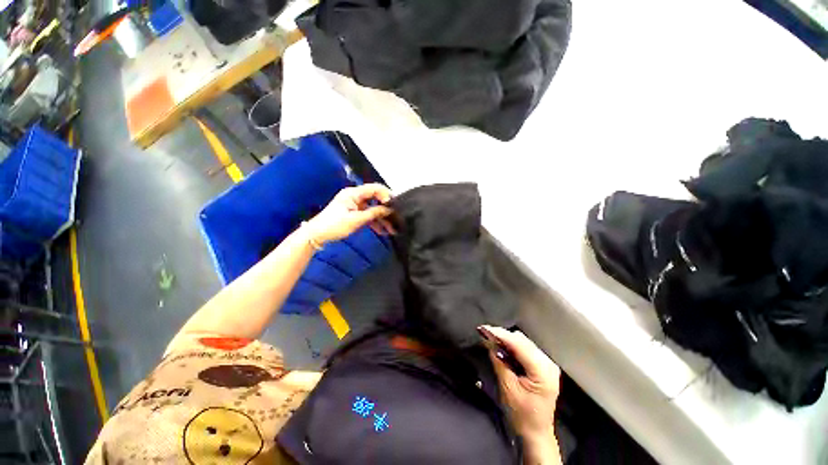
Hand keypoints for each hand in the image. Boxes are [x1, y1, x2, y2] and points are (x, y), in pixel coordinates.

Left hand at [305, 184, 393, 245]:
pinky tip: (383, 231)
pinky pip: (368, 215)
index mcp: (353, 193)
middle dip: (386, 209)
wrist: (317, 235)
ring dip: (382, 218)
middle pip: (375, 199)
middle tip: (396, 217)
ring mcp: (354, 205)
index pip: (374, 188)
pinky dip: (374, 222)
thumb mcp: (356, 219)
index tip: (394, 205)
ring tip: (392, 228)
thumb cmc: (334, 225)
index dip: (386, 195)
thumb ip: (373, 213)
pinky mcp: (354, 213)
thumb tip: (388, 209)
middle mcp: (355, 196)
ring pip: (373, 209)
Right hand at [483, 326, 560, 440]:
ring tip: (491, 340)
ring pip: (523, 342)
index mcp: (542, 371)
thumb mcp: (507, 388)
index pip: (519, 344)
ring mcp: (547, 364)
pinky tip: (502, 348)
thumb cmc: (522, 415)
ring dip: (507, 340)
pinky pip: (526, 349)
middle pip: (522, 340)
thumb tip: (489, 341)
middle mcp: (548, 363)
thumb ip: (499, 362)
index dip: (500, 334)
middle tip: (485, 334)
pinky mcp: (543, 366)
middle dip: (502, 336)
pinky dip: (513, 346)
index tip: (484, 328)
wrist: (535, 433)